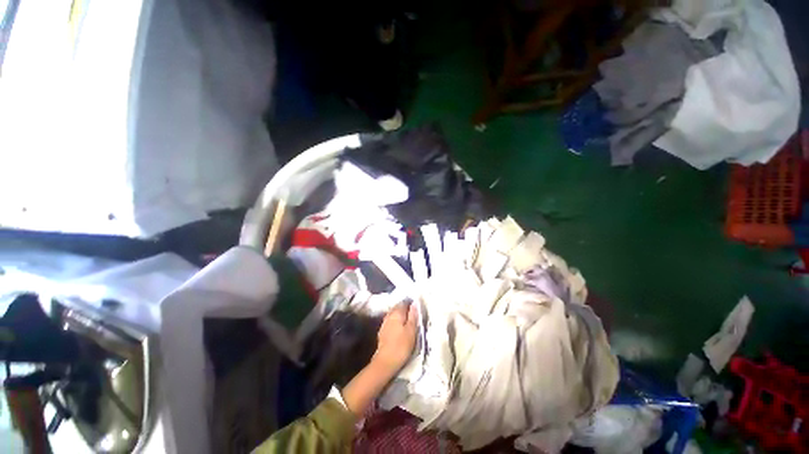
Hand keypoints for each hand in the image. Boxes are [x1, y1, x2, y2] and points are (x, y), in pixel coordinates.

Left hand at [371, 303, 417, 375]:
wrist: (385, 362)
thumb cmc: (401, 345)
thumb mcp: (411, 330)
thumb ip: (413, 316)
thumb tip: (414, 303)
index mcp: (397, 313)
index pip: (404, 303)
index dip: (410, 303)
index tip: (416, 305)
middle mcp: (389, 315)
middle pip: (397, 307)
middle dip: (404, 307)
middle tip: (413, 311)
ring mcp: (384, 323)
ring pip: (393, 314)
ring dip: (399, 314)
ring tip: (407, 318)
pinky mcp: (382, 332)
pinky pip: (390, 321)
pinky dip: (395, 321)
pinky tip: (399, 326)